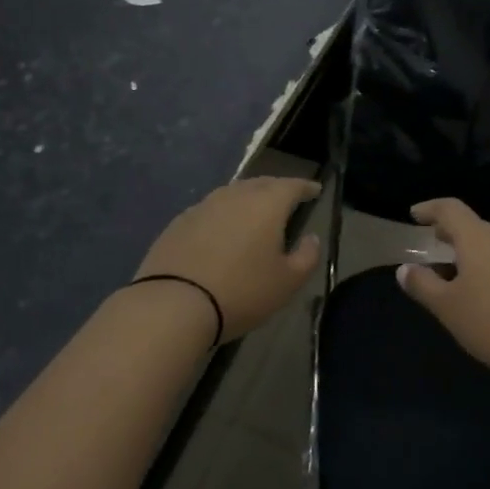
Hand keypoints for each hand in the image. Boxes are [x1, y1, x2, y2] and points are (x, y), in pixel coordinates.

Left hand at [135, 177, 321, 340]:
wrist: (174, 304)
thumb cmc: (241, 292)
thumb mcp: (287, 282)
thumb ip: (307, 256)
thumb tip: (311, 238)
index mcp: (266, 205)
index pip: (292, 186)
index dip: (306, 187)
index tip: (315, 190)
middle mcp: (234, 196)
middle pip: (261, 184)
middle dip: (277, 189)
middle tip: (286, 199)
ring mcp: (203, 207)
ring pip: (232, 194)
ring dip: (247, 199)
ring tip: (255, 213)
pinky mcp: (178, 223)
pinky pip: (210, 210)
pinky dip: (223, 215)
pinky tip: (222, 231)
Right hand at [395, 198, 489, 387]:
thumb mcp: (451, 309)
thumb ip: (425, 287)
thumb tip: (405, 268)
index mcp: (479, 238)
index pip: (449, 209)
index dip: (430, 209)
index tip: (415, 214)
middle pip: (475, 228)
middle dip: (453, 236)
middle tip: (436, 244)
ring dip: (475, 256)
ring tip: (462, 277)